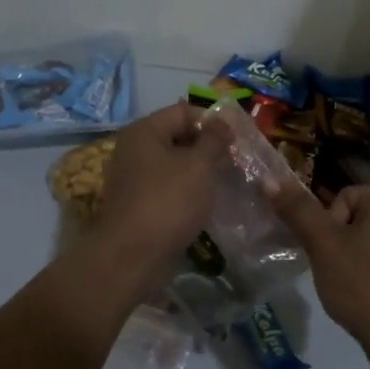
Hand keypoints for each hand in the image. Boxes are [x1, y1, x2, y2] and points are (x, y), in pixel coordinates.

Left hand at [87, 102, 229, 270]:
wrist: (132, 257)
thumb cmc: (168, 202)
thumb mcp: (198, 166)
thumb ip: (213, 140)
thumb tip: (222, 121)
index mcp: (144, 131)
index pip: (183, 111)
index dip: (212, 121)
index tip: (237, 139)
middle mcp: (134, 149)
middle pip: (177, 136)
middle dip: (207, 146)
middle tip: (235, 161)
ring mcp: (133, 177)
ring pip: (174, 164)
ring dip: (199, 170)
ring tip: (226, 181)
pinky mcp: (138, 203)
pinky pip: (168, 186)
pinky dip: (187, 190)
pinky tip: (206, 202)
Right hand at [269, 181, 369, 365]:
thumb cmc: (364, 284)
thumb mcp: (324, 244)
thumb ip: (297, 210)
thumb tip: (268, 180)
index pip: (342, 199)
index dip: (329, 228)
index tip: (335, 256)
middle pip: (354, 215)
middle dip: (340, 241)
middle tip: (341, 270)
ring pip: (367, 236)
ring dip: (353, 255)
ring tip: (354, 283)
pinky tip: (368, 290)